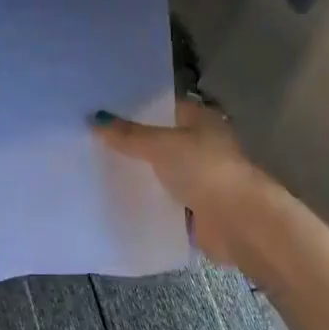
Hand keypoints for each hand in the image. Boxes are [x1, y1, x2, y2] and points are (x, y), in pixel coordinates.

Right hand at [93, 100, 264, 266]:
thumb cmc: (204, 169)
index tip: (102, 111)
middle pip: (159, 140)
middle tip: (90, 140)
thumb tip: (95, 120)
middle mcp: (201, 144)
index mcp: (200, 120)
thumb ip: (128, 135)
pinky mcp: (195, 207)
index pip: (162, 107)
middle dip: (130, 142)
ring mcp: (199, 177)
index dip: (134, 108)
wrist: (238, 222)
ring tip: (96, 167)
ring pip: (160, 170)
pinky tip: (116, 197)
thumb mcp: (161, 145)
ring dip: (138, 172)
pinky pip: (163, 198)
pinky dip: (146, 199)